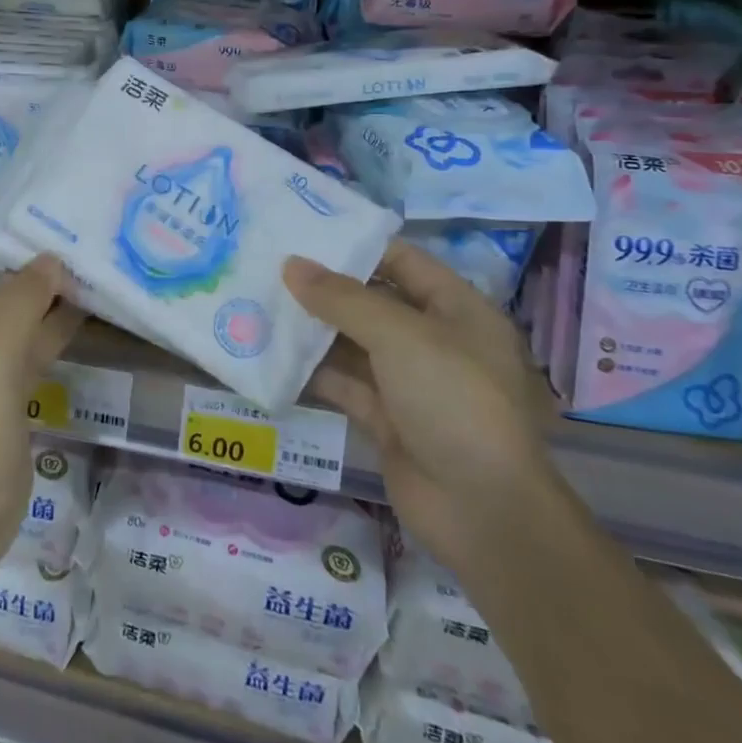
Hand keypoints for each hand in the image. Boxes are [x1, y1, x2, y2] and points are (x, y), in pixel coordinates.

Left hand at [0, 201, 81, 561]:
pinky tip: (84, 307)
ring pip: (7, 311)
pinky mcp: (7, 389)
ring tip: (73, 259)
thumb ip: (18, 303)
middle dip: (0, 253)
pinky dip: (52, 323)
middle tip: (40, 229)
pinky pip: (30, 342)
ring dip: (34, 287)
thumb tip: (49, 262)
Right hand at [285, 242, 558, 573]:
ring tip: (258, 302)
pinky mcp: (386, 418)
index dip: (355, 244)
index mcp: (456, 309)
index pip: (401, 260)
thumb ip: (342, 298)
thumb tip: (291, 265)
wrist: (483, 510)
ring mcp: (408, 382)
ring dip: (311, 328)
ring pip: (352, 343)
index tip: (303, 232)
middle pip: (371, 301)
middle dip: (324, 287)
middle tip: (268, 265)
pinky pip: (343, 382)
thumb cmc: (453, 400)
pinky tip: (269, 354)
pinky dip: (311, 370)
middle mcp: (433, 340)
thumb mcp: (399, 336)